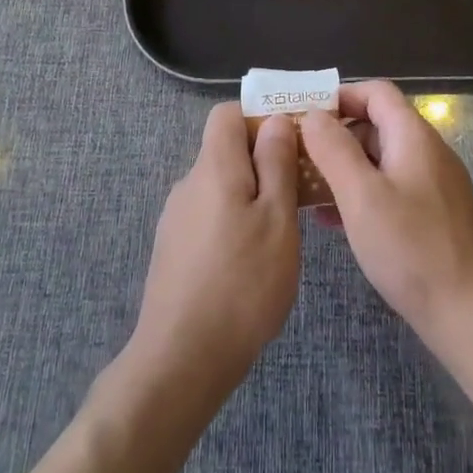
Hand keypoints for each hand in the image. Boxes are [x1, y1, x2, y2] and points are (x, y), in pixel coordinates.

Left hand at [128, 103, 299, 400]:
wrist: (181, 359)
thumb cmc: (242, 284)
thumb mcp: (277, 219)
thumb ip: (276, 164)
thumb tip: (275, 119)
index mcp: (214, 167)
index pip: (228, 113)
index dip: (260, 116)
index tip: (293, 142)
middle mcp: (189, 184)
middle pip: (226, 151)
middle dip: (263, 161)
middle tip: (298, 193)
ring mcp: (177, 218)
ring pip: (220, 187)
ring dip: (250, 196)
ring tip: (282, 233)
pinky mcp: (173, 250)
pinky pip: (209, 216)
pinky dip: (233, 223)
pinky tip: (252, 263)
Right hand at [300, 81, 472, 370]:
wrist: (471, 316)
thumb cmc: (412, 249)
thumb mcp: (361, 195)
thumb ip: (333, 149)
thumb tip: (313, 114)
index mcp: (414, 136)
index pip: (375, 92)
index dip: (339, 97)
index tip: (304, 117)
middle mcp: (428, 152)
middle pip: (377, 124)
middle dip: (336, 136)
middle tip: (298, 159)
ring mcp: (435, 185)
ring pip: (382, 160)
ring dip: (345, 169)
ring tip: (308, 192)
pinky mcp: (435, 216)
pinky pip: (392, 189)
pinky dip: (363, 194)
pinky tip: (336, 222)